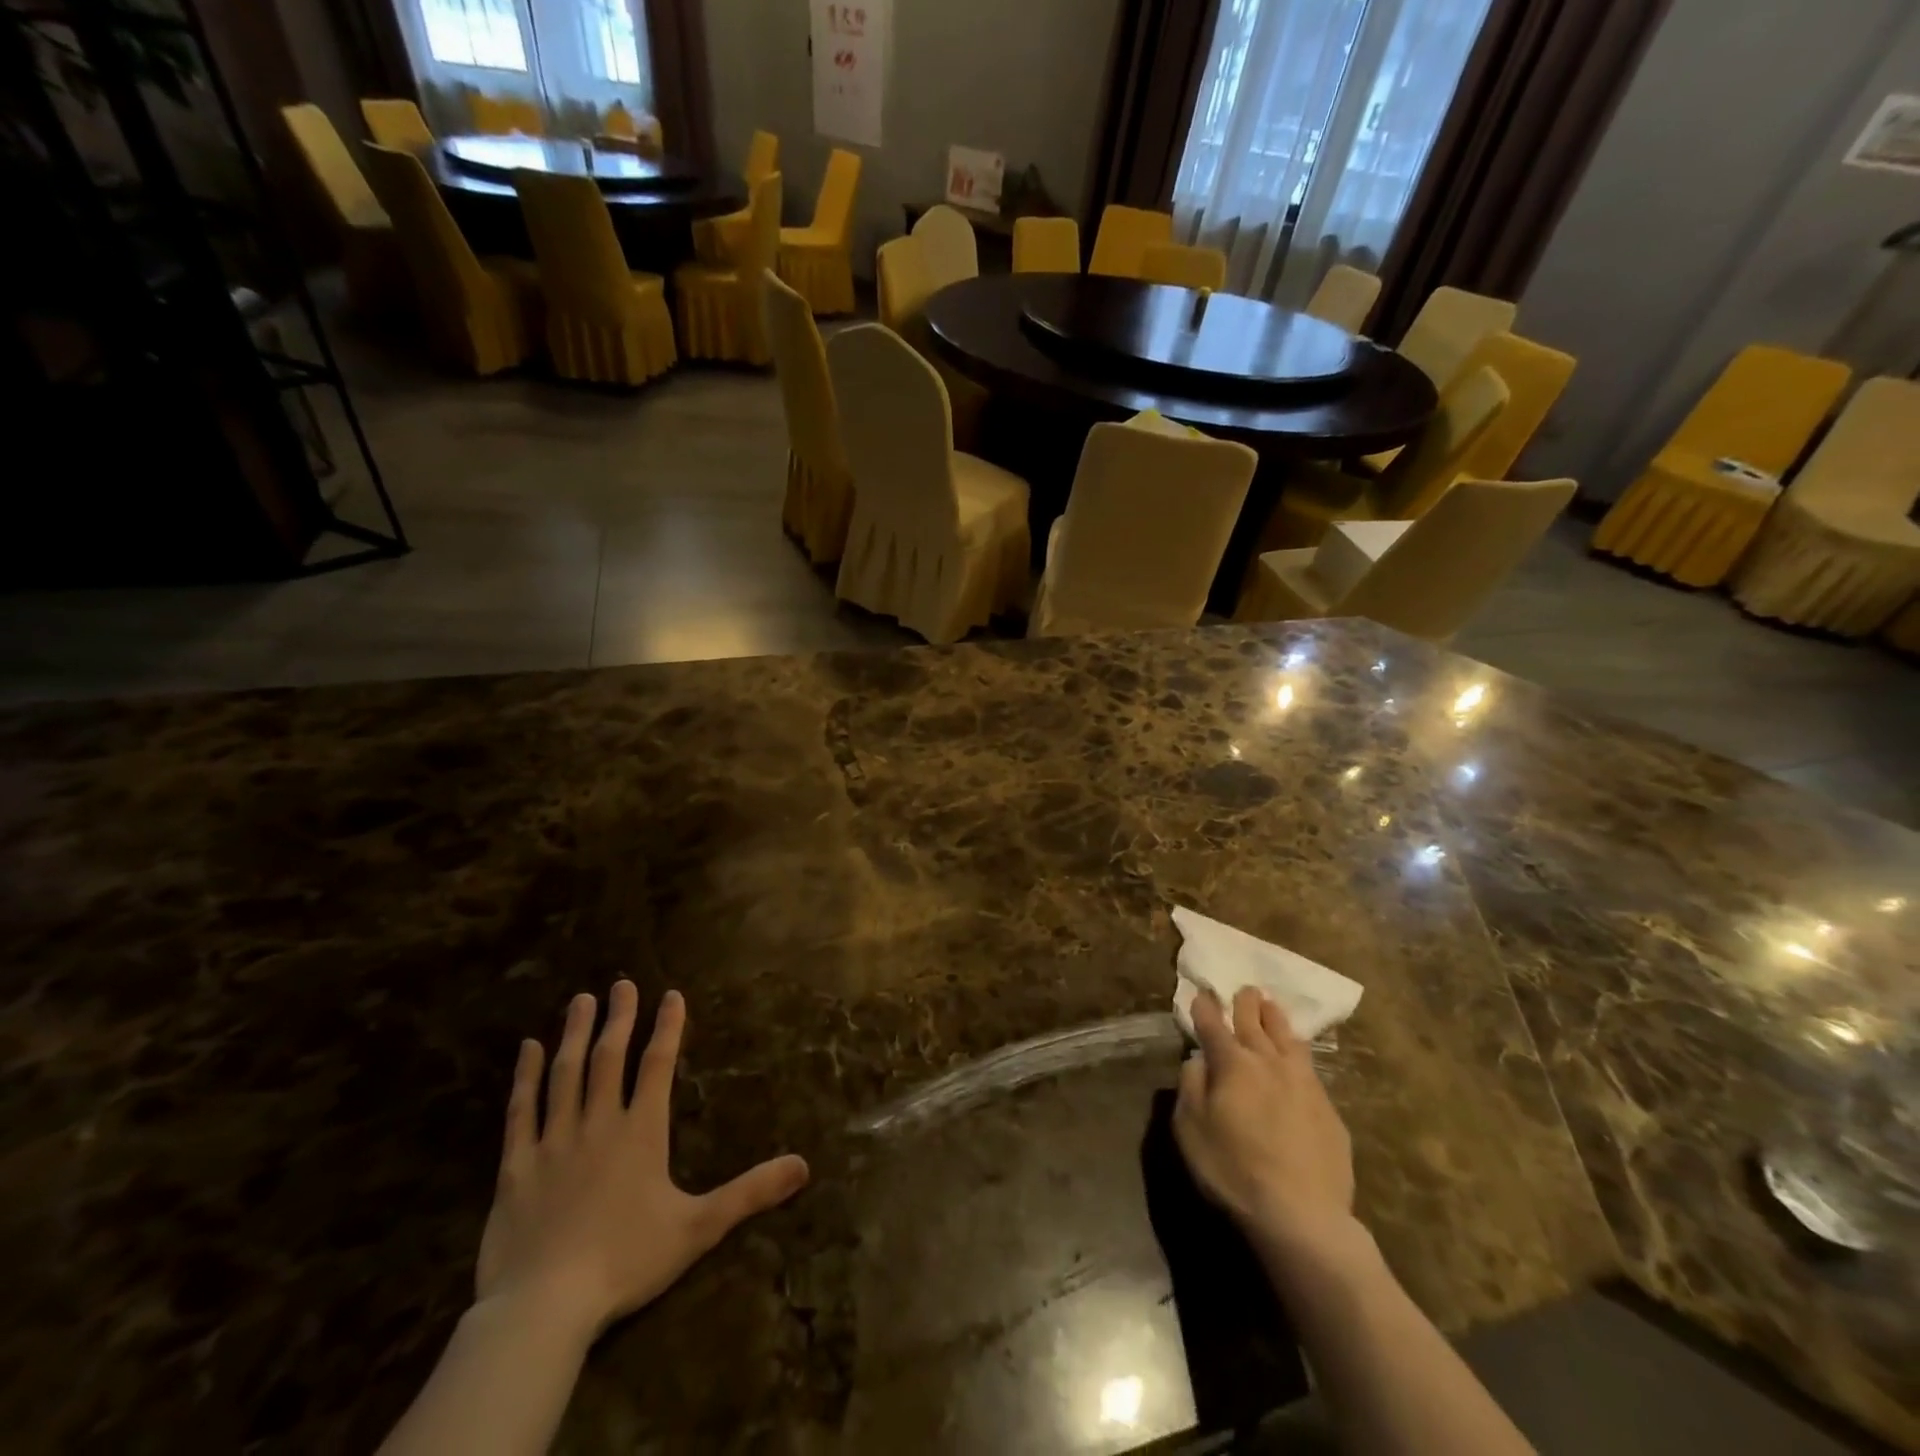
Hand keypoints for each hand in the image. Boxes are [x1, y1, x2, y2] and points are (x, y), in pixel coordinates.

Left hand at [474, 982, 809, 1338]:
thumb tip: (804, 1165)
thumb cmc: (626, 1261)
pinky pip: (520, 1110)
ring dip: (574, 1033)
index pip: (658, 1064)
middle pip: (609, 1057)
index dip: (668, 1027)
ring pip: (565, 1073)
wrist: (542, 1308)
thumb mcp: (699, 1228)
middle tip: (622, 983)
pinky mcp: (516, 1166)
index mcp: (641, 1132)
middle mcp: (598, 1123)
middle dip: (619, 1017)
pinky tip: (527, 1049)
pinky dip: (525, 1076)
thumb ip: (750, 1192)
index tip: (671, 994)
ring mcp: (554, 1141)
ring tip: (581, 1000)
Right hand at [1173, 987, 1356, 1256]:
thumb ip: (1191, 1087)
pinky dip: (1298, 1053)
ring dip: (1276, 1019)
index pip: (1213, 1026)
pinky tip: (1298, 1057)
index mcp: (1232, 1064)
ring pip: (1288, 1038)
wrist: (1302, 1217)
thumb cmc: (1233, 1171)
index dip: (1205, 1008)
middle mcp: (1269, 1062)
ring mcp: (1304, 1084)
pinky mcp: (1329, 1110)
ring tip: (1271, 1006)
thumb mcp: (1190, 1129)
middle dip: (1246, 1004)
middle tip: (1245, 990)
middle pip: (1255, 1023)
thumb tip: (1198, 1061)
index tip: (1201, 994)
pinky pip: (1310, 1069)